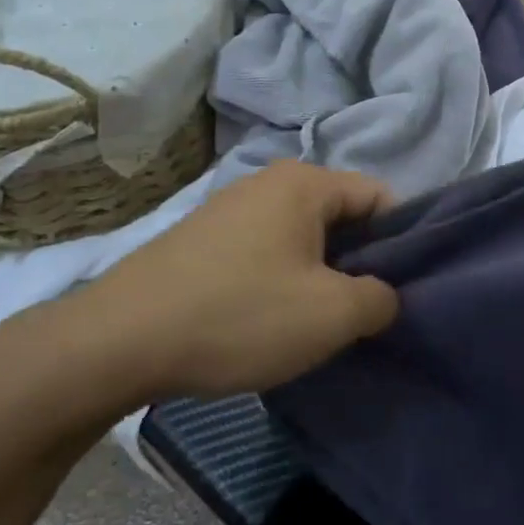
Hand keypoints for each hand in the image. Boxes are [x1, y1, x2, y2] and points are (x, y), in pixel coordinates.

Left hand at [29, 162, 398, 409]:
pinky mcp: (201, 241)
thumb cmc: (239, 316)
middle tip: (364, 313)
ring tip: (318, 324)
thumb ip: (380, 298)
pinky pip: (264, 253)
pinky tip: (270, 322)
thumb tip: (384, 295)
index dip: (403, 240)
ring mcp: (228, 210)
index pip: (380, 196)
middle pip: (340, 216)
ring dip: (320, 276)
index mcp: (304, 183)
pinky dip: (280, 282)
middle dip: (360, 262)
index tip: (405, 288)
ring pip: (301, 238)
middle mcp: (267, 183)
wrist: (118, 341)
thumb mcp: (331, 315)